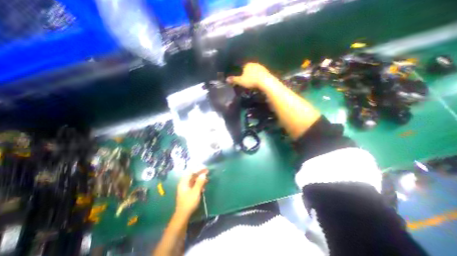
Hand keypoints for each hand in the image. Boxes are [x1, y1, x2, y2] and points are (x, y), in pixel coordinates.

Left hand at [175, 170, 207, 217]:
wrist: (183, 216)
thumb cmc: (189, 203)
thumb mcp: (195, 192)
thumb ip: (200, 182)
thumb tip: (204, 174)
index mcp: (184, 182)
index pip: (190, 171)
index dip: (197, 168)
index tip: (204, 167)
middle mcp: (184, 184)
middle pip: (192, 175)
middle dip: (200, 172)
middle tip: (207, 171)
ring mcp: (186, 188)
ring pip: (194, 180)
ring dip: (200, 178)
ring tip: (207, 178)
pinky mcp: (188, 192)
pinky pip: (194, 185)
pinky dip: (199, 184)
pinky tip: (204, 186)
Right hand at [225, 63, 274, 89]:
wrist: (265, 81)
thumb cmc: (251, 80)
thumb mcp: (240, 81)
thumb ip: (234, 80)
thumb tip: (226, 79)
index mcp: (247, 64)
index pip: (242, 66)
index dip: (241, 72)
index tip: (242, 78)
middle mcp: (254, 63)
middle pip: (249, 68)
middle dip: (248, 73)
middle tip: (247, 81)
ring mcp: (261, 67)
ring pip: (255, 70)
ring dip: (254, 75)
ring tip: (253, 82)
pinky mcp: (267, 71)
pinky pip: (261, 74)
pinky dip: (259, 77)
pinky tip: (259, 81)